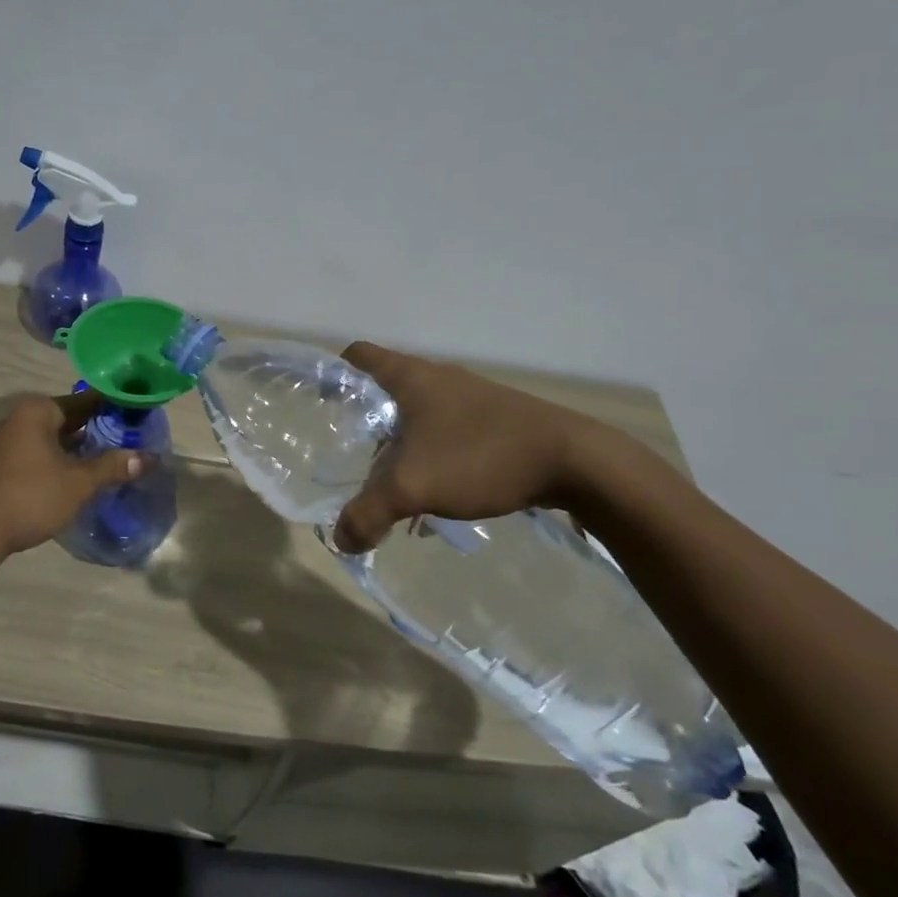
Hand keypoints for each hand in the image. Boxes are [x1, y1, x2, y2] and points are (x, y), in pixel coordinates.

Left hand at [0, 390, 149, 557]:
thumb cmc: (30, 497)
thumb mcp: (78, 483)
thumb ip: (113, 466)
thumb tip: (149, 457)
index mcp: (38, 411)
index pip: (86, 400)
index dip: (114, 407)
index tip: (140, 415)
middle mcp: (21, 418)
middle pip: (70, 418)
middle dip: (99, 429)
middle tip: (133, 438)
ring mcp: (9, 441)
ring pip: (56, 437)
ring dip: (81, 447)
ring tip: (115, 456)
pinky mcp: (4, 463)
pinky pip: (42, 452)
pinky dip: (63, 458)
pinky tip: (83, 473)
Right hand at [331, 342, 602, 553]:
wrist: (576, 462)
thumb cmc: (481, 457)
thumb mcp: (413, 488)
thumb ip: (368, 514)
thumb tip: (341, 541)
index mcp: (412, 378)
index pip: (359, 356)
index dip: (334, 373)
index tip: (321, 401)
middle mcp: (439, 379)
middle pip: (387, 390)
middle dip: (367, 422)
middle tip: (352, 456)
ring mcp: (472, 397)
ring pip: (420, 415)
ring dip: (402, 444)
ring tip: (393, 483)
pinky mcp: (498, 419)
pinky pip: (449, 432)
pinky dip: (433, 455)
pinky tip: (438, 493)